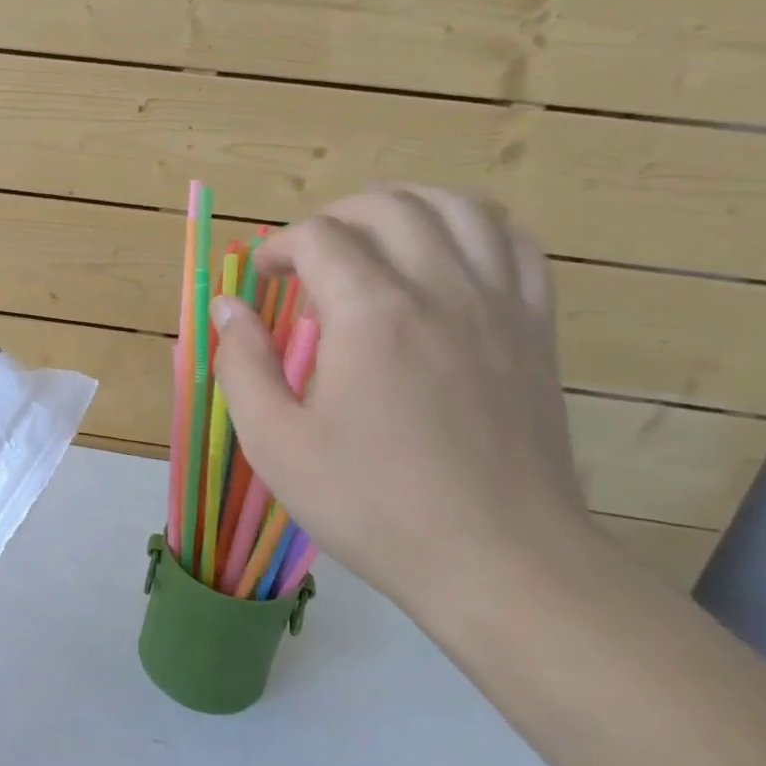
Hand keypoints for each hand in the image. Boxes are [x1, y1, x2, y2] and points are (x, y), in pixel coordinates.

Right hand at [211, 186, 593, 613]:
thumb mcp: (275, 444)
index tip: (261, 279)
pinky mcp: (536, 329)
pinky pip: (514, 244)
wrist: (498, 559)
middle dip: (334, 216)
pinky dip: (474, 228)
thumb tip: (229, 306)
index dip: (279, 246)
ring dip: (405, 207)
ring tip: (373, 239)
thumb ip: (242, 364)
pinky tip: (449, 255)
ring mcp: (499, 304)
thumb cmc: (372, 505)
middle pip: (388, 205)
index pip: (319, 237)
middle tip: (307, 257)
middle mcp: (440, 288)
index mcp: (371, 314)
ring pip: (459, 208)